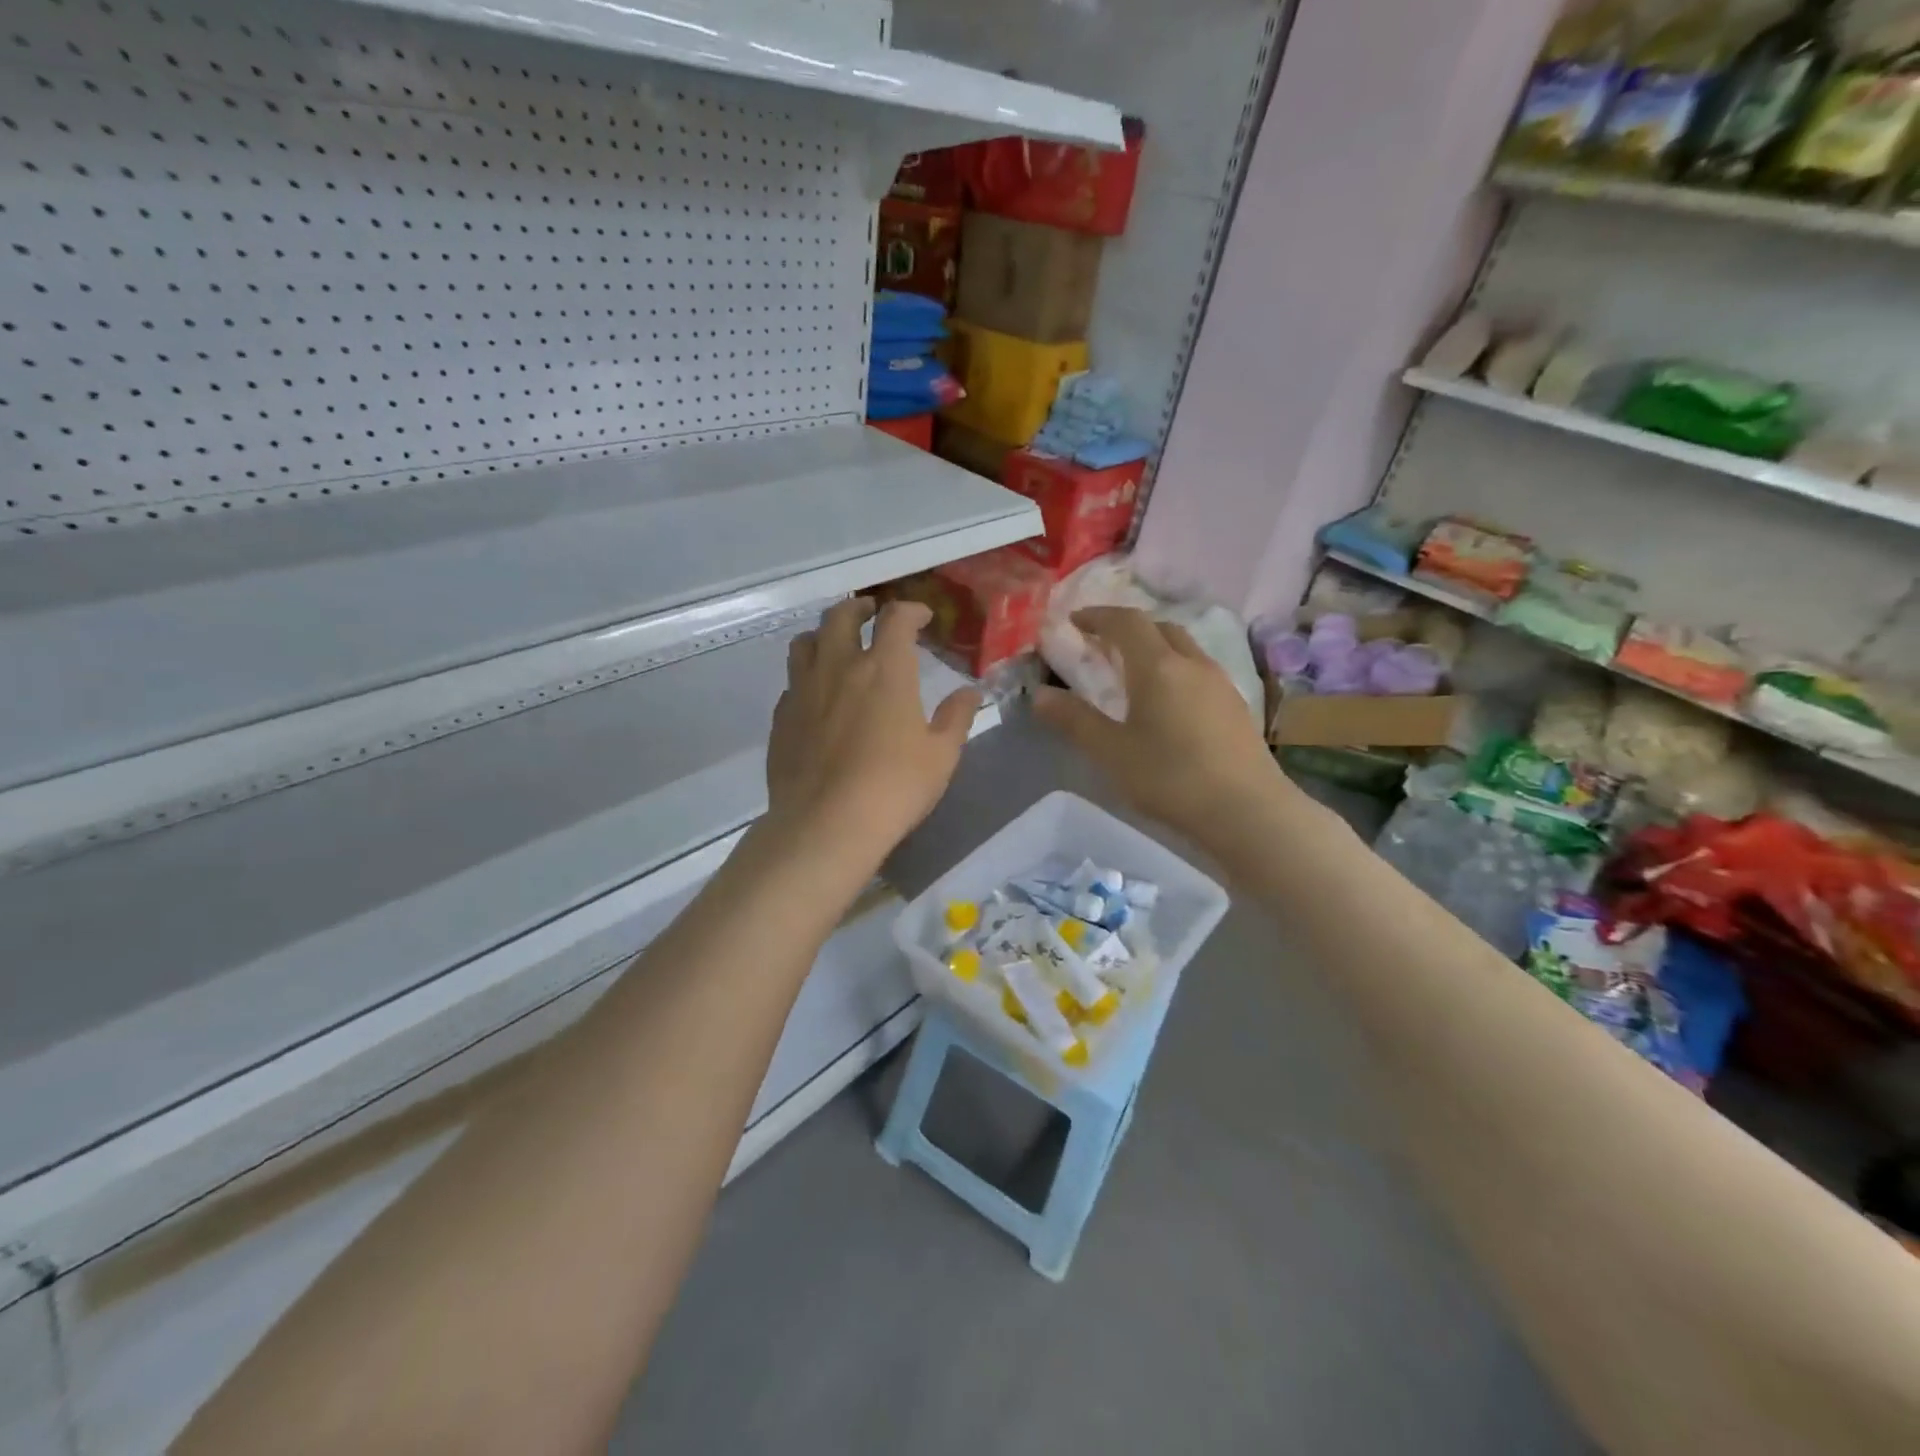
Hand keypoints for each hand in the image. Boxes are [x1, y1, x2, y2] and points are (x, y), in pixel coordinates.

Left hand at [763, 597, 979, 867]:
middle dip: (859, 608)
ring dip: (824, 634)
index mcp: (885, 669)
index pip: (896, 618)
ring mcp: (804, 690)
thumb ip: (956, 717)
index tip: (922, 617)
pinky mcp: (782, 717)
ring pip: (806, 642)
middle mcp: (839, 667)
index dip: (911, 609)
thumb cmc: (894, 787)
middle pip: (841, 616)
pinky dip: (807, 676)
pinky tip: (817, 696)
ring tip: (837, 645)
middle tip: (871, 614)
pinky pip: (792, 682)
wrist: (826, 824)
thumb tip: (970, 692)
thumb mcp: (941, 755)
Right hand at [1034, 606, 1281, 841]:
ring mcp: (1220, 683)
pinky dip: (1175, 671)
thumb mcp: (1111, 752)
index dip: (1098, 616)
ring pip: (1183, 648)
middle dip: (1127, 628)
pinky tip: (1169, 704)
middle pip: (1159, 627)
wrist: (1248, 810)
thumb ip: (1074, 720)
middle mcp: (1192, 663)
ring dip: (1155, 649)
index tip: (1075, 621)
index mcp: (1158, 667)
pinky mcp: (1236, 707)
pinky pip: (1199, 672)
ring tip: (1133, 674)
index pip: (1126, 621)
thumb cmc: (1171, 778)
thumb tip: (1039, 695)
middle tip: (1102, 646)